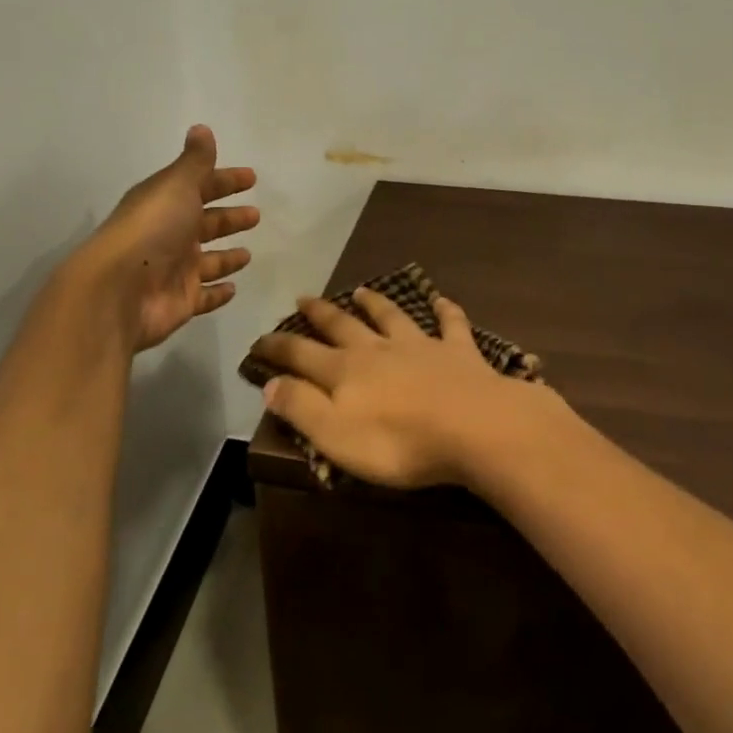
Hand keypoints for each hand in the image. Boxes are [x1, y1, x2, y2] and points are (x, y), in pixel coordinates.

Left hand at [82, 125, 258, 351]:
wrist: (119, 290)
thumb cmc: (152, 230)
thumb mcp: (176, 186)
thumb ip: (195, 161)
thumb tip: (202, 128)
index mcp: (165, 203)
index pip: (200, 186)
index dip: (225, 180)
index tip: (251, 178)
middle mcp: (169, 235)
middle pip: (205, 223)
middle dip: (229, 218)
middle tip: (255, 215)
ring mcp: (174, 270)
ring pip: (207, 261)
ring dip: (226, 257)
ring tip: (247, 253)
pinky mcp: (180, 301)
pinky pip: (204, 296)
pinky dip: (218, 293)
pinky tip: (233, 288)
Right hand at [249, 287, 558, 488]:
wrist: (474, 427)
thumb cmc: (399, 441)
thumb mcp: (335, 435)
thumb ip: (301, 407)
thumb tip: (270, 382)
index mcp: (345, 372)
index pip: (301, 354)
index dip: (277, 347)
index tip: (258, 340)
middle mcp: (378, 350)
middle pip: (343, 326)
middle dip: (320, 314)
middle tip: (303, 298)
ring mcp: (420, 346)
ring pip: (392, 317)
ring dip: (375, 303)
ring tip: (362, 290)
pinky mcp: (459, 352)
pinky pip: (451, 325)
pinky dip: (446, 311)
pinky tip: (443, 300)